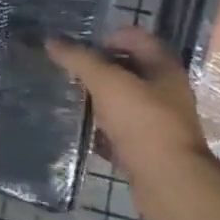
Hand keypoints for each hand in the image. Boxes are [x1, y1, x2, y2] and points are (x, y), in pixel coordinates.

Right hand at [47, 26, 212, 217]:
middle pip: (127, 69)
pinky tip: (79, 129)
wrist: (169, 182)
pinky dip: (100, 129)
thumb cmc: (142, 121)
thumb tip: (50, 40)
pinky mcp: (147, 149)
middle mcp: (165, 91)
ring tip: (69, 97)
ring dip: (97, 99)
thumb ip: (78, 58)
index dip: (107, 36)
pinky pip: (119, 131)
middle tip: (68, 70)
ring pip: (122, 101)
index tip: (79, 47)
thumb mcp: (106, 81)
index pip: (135, 37)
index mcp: (163, 67)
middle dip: (97, 68)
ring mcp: (158, 122)